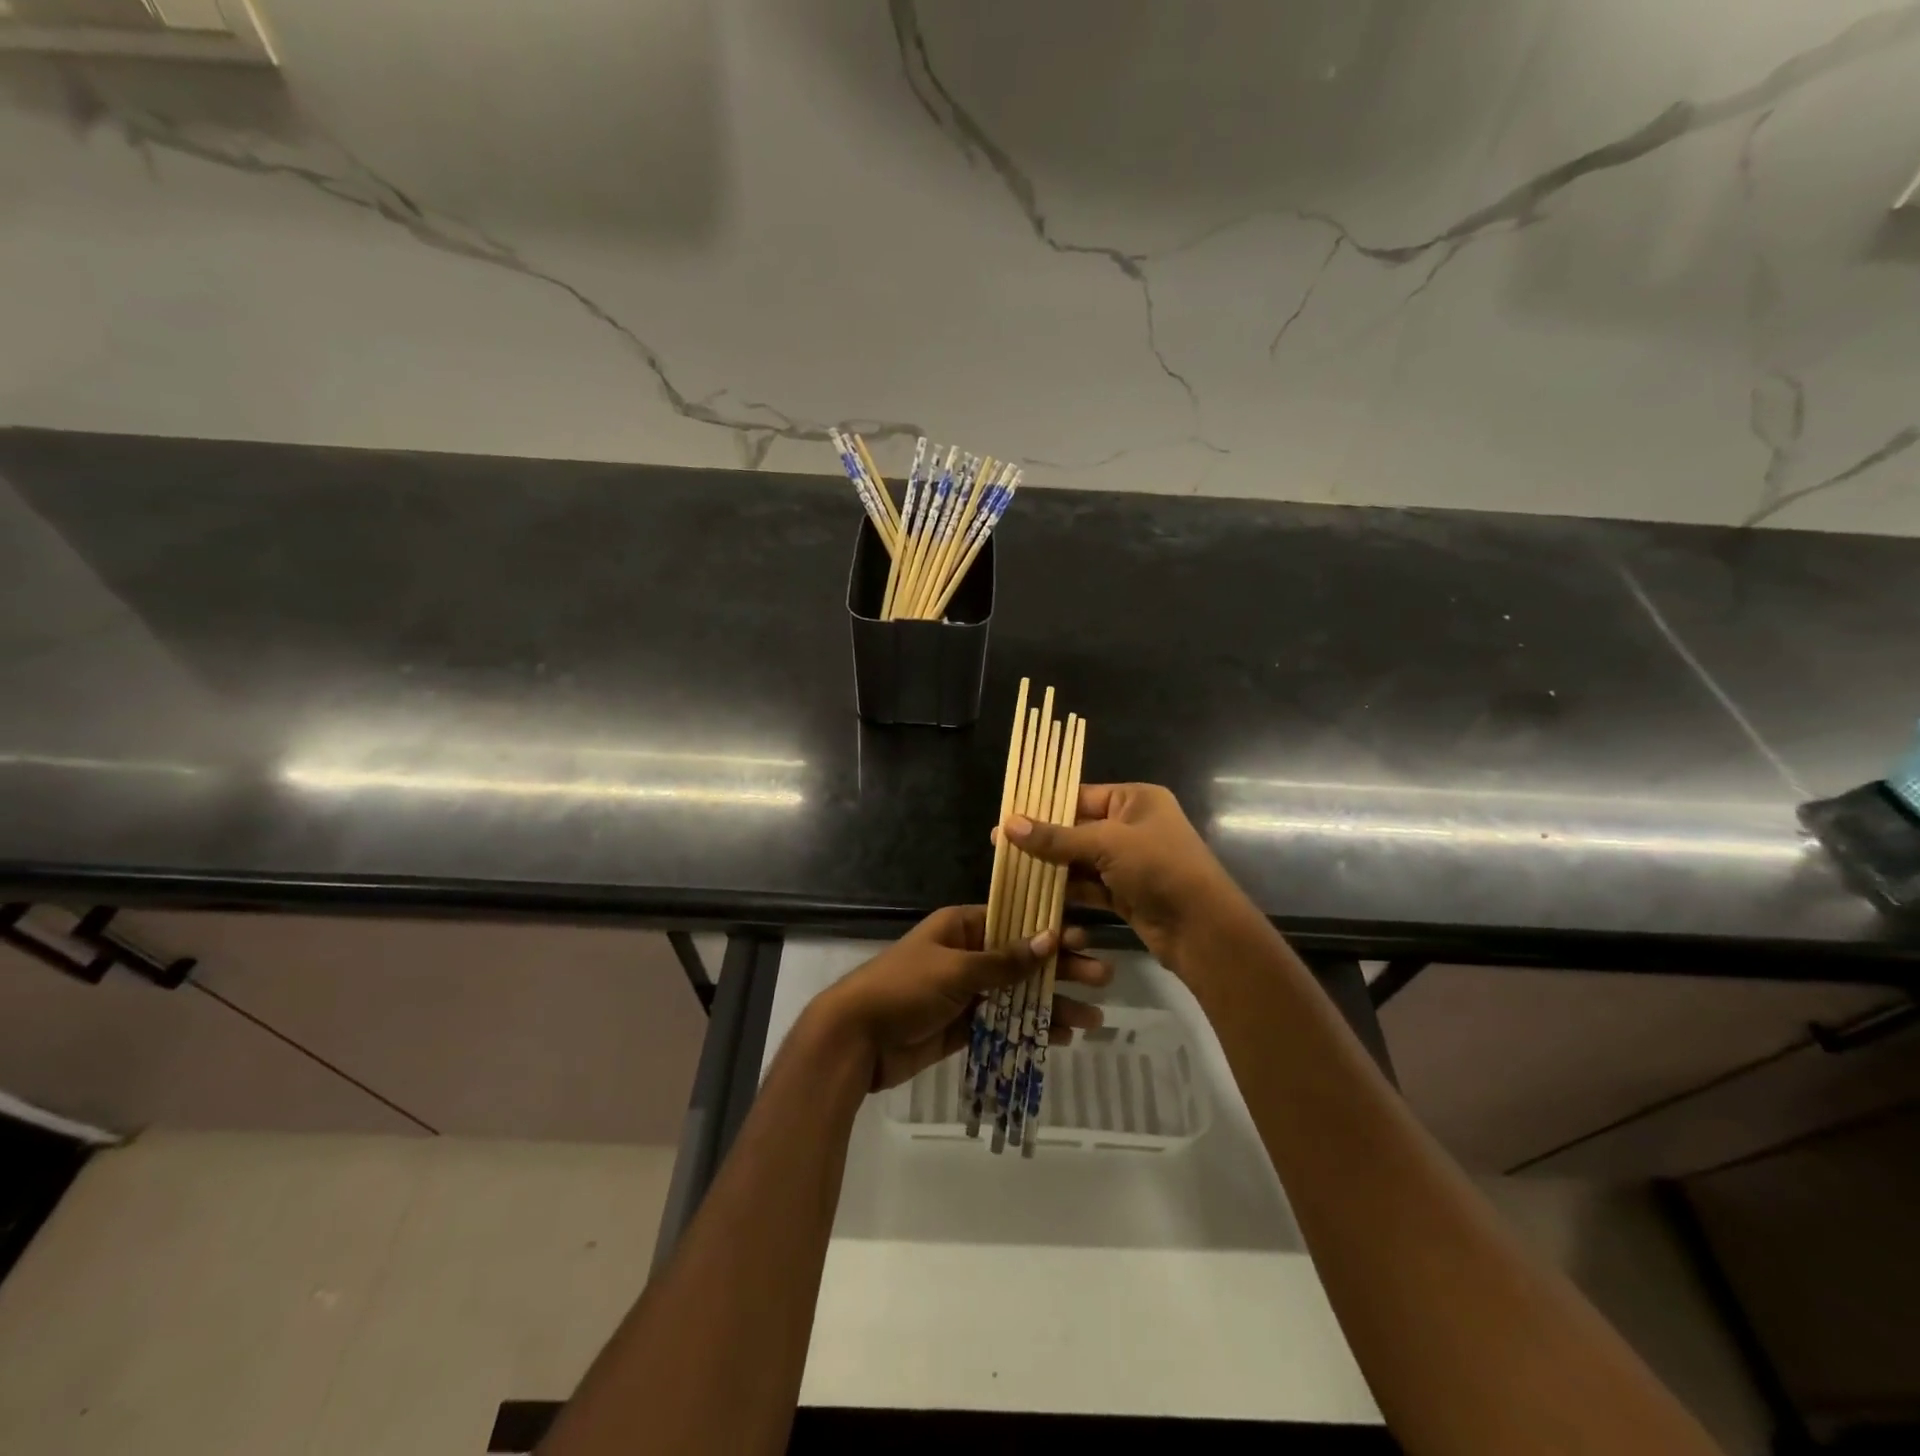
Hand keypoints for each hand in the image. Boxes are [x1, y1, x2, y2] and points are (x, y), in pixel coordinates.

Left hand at [815, 905, 1110, 1091]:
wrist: (856, 1039)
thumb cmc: (904, 989)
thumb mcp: (955, 969)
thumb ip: (1004, 960)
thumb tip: (1050, 938)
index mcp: (961, 927)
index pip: (1014, 922)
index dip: (1050, 931)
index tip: (1085, 940)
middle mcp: (967, 955)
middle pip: (1022, 959)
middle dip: (1061, 970)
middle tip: (1103, 978)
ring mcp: (966, 992)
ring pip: (1018, 995)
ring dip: (1052, 1005)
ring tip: (1093, 1018)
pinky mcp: (963, 1026)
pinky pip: (1004, 1023)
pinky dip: (1030, 1029)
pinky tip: (1061, 1037)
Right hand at [1002, 783, 1243, 972]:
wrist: (1203, 929)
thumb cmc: (1159, 868)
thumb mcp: (1106, 844)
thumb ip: (1056, 837)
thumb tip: (1007, 824)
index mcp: (1135, 799)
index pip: (1080, 795)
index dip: (1043, 806)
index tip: (1007, 816)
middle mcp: (1132, 826)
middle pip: (1077, 828)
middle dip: (1042, 839)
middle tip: (1000, 845)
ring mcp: (1129, 862)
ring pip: (1080, 860)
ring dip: (1050, 867)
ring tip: (1010, 870)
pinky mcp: (1125, 893)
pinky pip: (1088, 886)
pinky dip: (1066, 891)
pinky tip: (1034, 894)